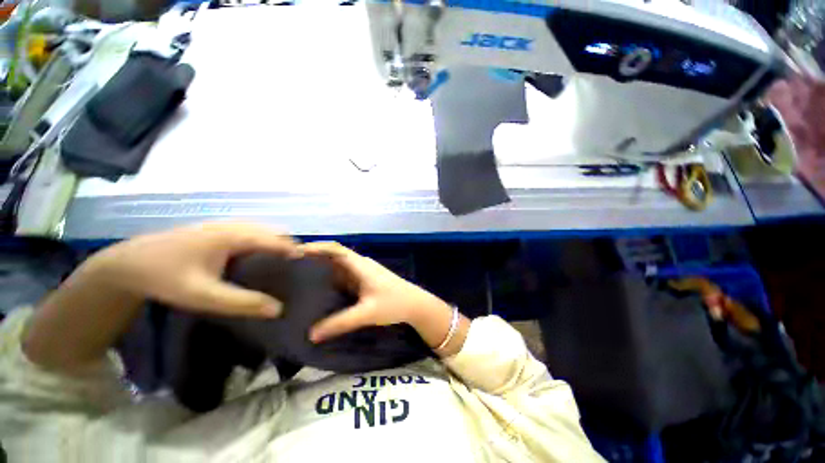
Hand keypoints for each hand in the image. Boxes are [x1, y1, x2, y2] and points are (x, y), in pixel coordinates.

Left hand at [86, 222, 299, 316]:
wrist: (128, 263)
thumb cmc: (165, 277)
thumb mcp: (202, 295)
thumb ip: (241, 302)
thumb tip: (279, 309)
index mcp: (234, 235)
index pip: (278, 241)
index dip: (297, 253)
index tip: (310, 271)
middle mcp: (235, 225)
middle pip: (275, 234)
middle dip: (290, 250)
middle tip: (297, 273)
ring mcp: (227, 226)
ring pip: (265, 234)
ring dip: (278, 248)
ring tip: (283, 270)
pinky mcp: (220, 231)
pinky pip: (253, 236)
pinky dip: (264, 247)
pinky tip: (259, 264)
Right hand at [301, 242, 452, 343]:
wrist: (415, 304)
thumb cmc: (394, 303)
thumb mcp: (367, 313)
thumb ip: (340, 323)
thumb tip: (311, 335)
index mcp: (360, 265)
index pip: (335, 249)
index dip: (316, 247)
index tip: (294, 253)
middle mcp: (359, 265)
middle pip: (333, 256)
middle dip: (313, 258)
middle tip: (287, 267)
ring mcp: (362, 272)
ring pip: (338, 266)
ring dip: (321, 269)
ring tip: (296, 278)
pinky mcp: (364, 281)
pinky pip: (343, 276)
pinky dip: (330, 280)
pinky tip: (318, 290)